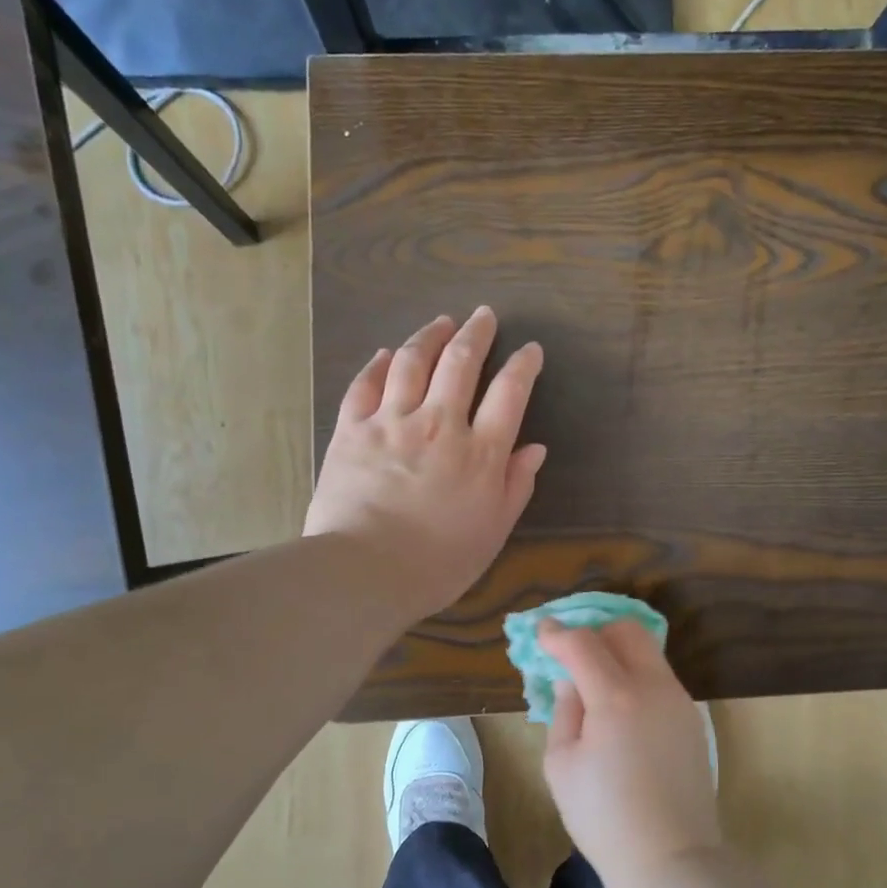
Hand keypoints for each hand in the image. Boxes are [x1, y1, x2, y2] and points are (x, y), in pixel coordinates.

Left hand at [304, 307, 545, 622]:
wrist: (365, 572)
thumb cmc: (439, 561)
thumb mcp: (493, 531)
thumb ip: (515, 486)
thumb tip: (535, 449)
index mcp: (479, 452)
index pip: (509, 393)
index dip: (523, 365)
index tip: (530, 350)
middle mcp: (439, 424)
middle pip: (460, 363)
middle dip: (476, 333)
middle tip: (484, 315)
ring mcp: (391, 422)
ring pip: (412, 362)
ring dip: (430, 336)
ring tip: (441, 322)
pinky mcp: (351, 430)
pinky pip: (365, 384)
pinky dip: (379, 364)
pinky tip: (388, 353)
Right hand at [540, 620, 720, 887]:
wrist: (670, 858)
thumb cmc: (604, 817)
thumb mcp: (561, 765)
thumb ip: (564, 711)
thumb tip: (572, 681)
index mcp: (617, 697)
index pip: (584, 644)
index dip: (558, 634)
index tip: (542, 631)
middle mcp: (654, 686)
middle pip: (627, 630)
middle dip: (596, 632)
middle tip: (573, 654)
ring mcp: (680, 701)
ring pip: (648, 652)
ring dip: (618, 653)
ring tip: (595, 682)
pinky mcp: (692, 719)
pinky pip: (660, 679)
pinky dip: (636, 676)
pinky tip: (622, 709)